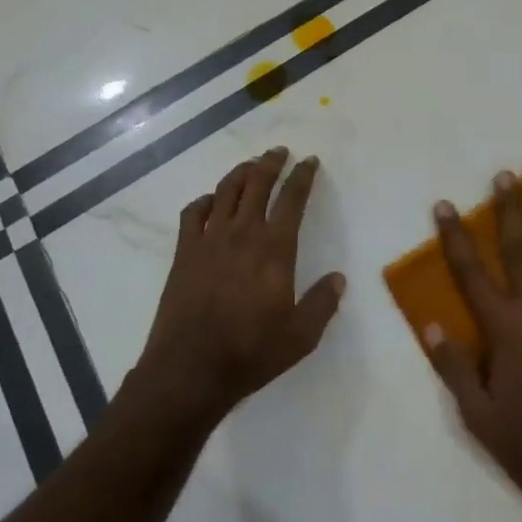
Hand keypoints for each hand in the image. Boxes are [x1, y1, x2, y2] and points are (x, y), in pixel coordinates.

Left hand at [135, 147, 345, 427]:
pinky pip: (193, 213)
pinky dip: (205, 200)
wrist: (190, 369)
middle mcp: (242, 233)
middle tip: (279, 151)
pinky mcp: (184, 253)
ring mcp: (209, 240)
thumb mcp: (301, 336)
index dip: (303, 176)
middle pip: (257, 183)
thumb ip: (323, 304)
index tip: (310, 161)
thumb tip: (338, 279)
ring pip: (225, 191)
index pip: (292, 198)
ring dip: (241, 172)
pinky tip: (211, 202)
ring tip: (251, 165)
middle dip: (271, 162)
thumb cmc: (251, 353)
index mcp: (274, 248)